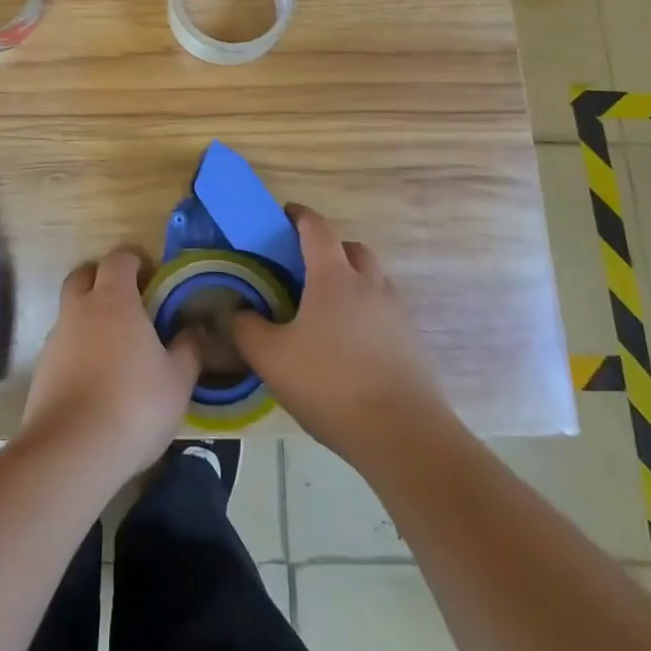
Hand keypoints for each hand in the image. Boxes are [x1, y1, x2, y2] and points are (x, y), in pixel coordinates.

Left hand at [21, 247, 202, 480]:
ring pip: (70, 312)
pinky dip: (77, 351)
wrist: (71, 451)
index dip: (134, 261)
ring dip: (88, 318)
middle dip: (103, 280)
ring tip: (113, 348)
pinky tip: (95, 379)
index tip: (151, 277)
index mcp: (114, 299)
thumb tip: (195, 330)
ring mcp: (55, 339)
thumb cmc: (134, 405)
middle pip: (84, 276)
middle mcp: (79, 309)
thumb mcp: (178, 381)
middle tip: (128, 303)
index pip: (118, 259)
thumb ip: (188, 350)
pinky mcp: (41, 370)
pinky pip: (62, 346)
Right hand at [233, 205, 447, 468]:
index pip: (317, 229)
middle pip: (352, 249)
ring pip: (373, 280)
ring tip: (327, 310)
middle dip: (330, 249)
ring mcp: (397, 313)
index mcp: (333, 277)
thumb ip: (246, 329)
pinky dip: (367, 314)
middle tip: (305, 268)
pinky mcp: (413, 344)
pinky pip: (386, 312)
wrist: (404, 436)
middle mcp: (369, 284)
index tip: (284, 214)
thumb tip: (238, 312)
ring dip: (352, 281)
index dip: (299, 216)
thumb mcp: (271, 358)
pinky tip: (350, 345)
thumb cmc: (331, 385)